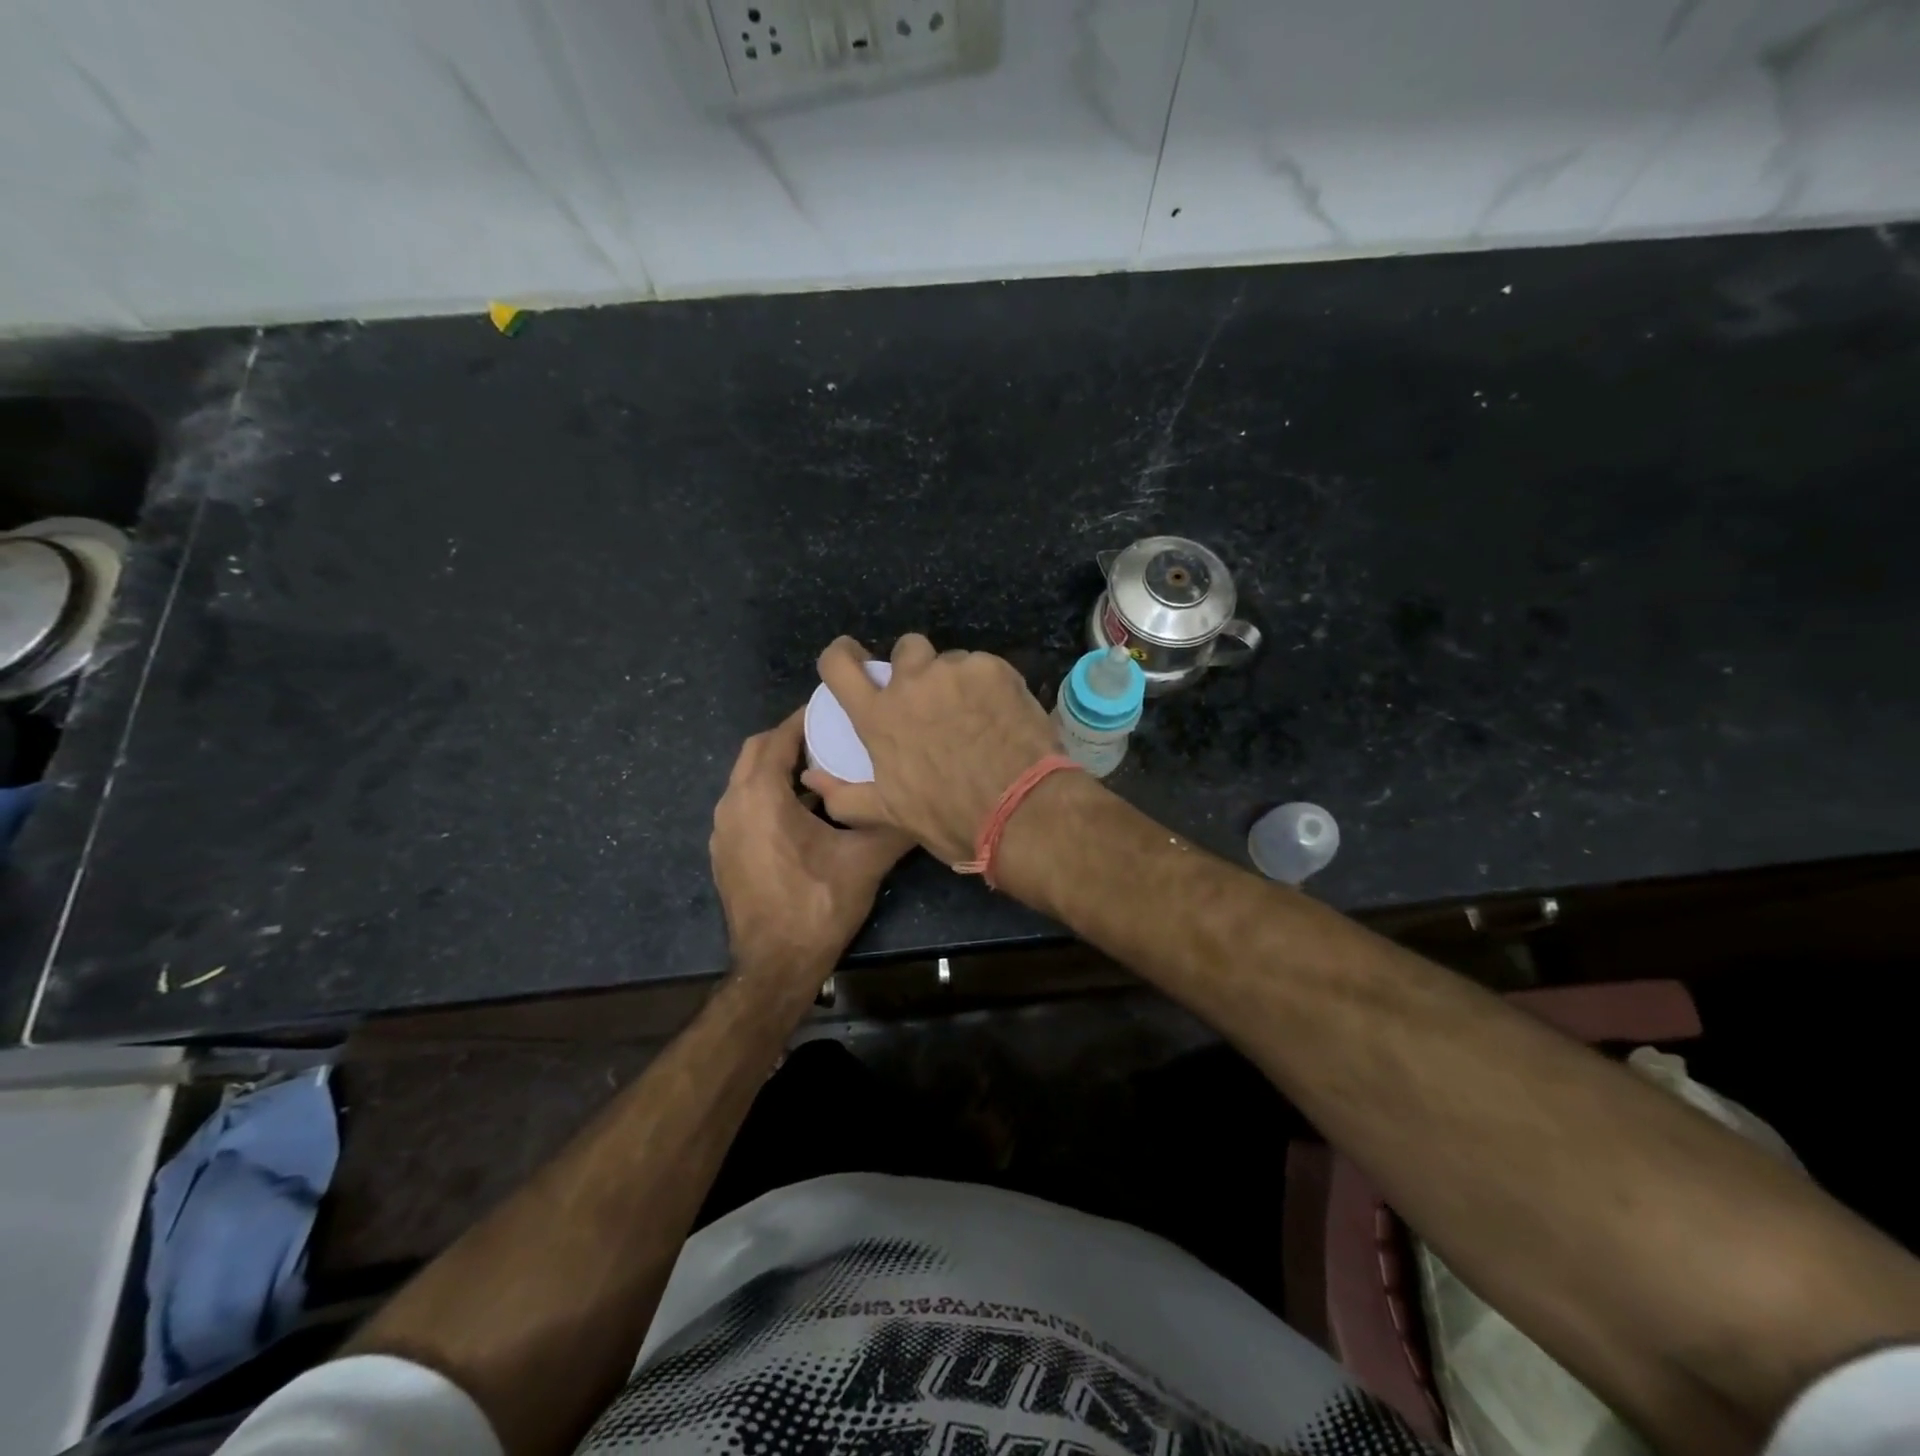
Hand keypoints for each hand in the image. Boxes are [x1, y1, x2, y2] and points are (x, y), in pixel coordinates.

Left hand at [710, 708, 912, 986]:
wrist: (774, 967)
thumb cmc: (817, 905)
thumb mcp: (865, 860)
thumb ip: (893, 823)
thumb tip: (922, 799)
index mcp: (760, 795)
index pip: (779, 737)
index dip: (806, 719)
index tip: (836, 711)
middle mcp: (733, 804)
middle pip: (757, 752)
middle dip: (790, 740)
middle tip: (831, 737)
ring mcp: (723, 831)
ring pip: (747, 779)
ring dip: (779, 768)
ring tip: (822, 770)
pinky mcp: (725, 853)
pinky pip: (745, 806)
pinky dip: (768, 795)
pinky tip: (804, 813)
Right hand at [801, 634, 1059, 864]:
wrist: (1021, 810)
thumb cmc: (949, 817)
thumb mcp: (890, 814)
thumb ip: (843, 796)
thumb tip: (811, 778)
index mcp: (879, 716)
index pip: (839, 665)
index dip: (841, 656)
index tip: (852, 658)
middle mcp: (912, 683)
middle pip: (904, 648)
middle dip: (914, 666)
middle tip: (932, 699)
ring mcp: (955, 671)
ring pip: (950, 661)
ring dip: (955, 681)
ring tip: (975, 715)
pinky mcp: (994, 669)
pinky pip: (984, 668)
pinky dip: (989, 686)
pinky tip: (1001, 715)